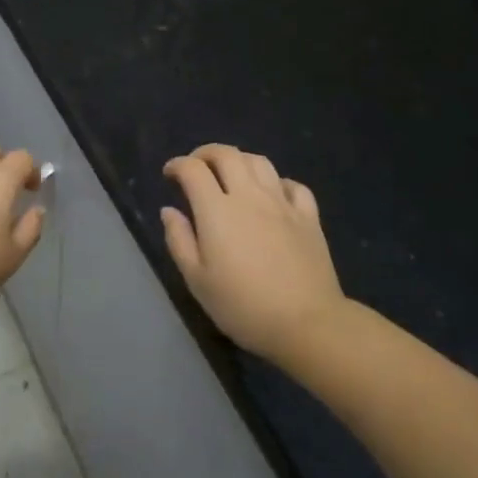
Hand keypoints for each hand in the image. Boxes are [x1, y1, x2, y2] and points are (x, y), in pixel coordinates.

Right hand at [162, 144, 346, 362]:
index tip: (170, 175)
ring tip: (231, 175)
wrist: (307, 324)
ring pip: (259, 162)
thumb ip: (179, 240)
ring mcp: (282, 203)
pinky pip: (293, 185)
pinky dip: (277, 182)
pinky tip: (272, 195)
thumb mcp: (197, 280)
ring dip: (239, 160)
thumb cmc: (243, 306)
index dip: (177, 165)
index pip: (193, 169)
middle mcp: (249, 196)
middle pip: (227, 154)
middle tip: (196, 167)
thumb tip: (169, 211)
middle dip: (206, 153)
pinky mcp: (309, 217)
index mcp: (217, 210)